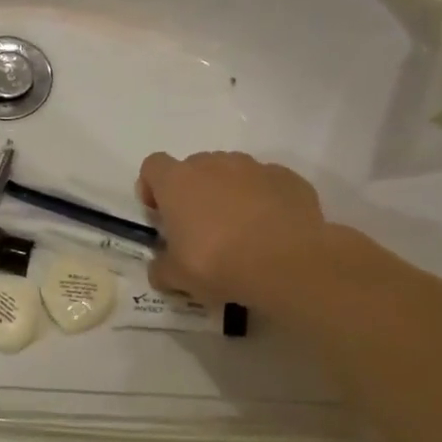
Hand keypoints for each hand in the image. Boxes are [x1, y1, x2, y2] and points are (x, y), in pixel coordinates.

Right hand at [137, 151, 329, 305]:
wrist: (290, 263)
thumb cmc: (219, 263)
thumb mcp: (178, 276)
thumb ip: (162, 268)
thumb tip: (159, 269)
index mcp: (177, 181)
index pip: (153, 166)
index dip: (152, 187)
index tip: (160, 213)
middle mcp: (212, 164)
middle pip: (194, 168)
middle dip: (193, 191)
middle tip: (200, 228)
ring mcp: (252, 167)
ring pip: (232, 173)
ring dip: (229, 193)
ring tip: (241, 229)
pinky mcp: (287, 178)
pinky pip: (267, 183)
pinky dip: (265, 200)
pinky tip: (272, 229)